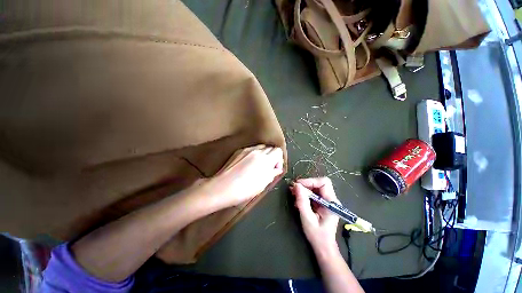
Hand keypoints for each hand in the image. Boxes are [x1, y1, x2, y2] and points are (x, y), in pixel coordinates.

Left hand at [205, 145, 283, 208]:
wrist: (222, 187)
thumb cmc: (245, 189)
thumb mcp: (263, 184)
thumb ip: (272, 174)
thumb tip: (277, 169)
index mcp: (266, 159)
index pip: (278, 150)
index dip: (279, 159)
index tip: (275, 168)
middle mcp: (257, 151)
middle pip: (270, 147)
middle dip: (272, 156)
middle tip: (268, 167)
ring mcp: (247, 150)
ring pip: (261, 147)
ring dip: (263, 154)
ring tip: (258, 165)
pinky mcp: (238, 151)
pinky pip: (251, 149)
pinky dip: (254, 154)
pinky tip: (248, 163)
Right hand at [290, 177, 339, 253]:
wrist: (323, 248)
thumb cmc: (317, 236)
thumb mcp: (307, 219)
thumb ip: (302, 202)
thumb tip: (297, 185)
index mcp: (331, 203)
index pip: (324, 183)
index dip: (311, 181)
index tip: (298, 185)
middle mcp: (331, 200)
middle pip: (319, 184)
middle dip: (305, 185)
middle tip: (293, 189)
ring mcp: (327, 201)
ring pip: (315, 188)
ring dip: (303, 189)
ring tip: (293, 194)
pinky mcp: (322, 204)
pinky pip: (313, 194)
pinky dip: (304, 194)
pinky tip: (297, 200)